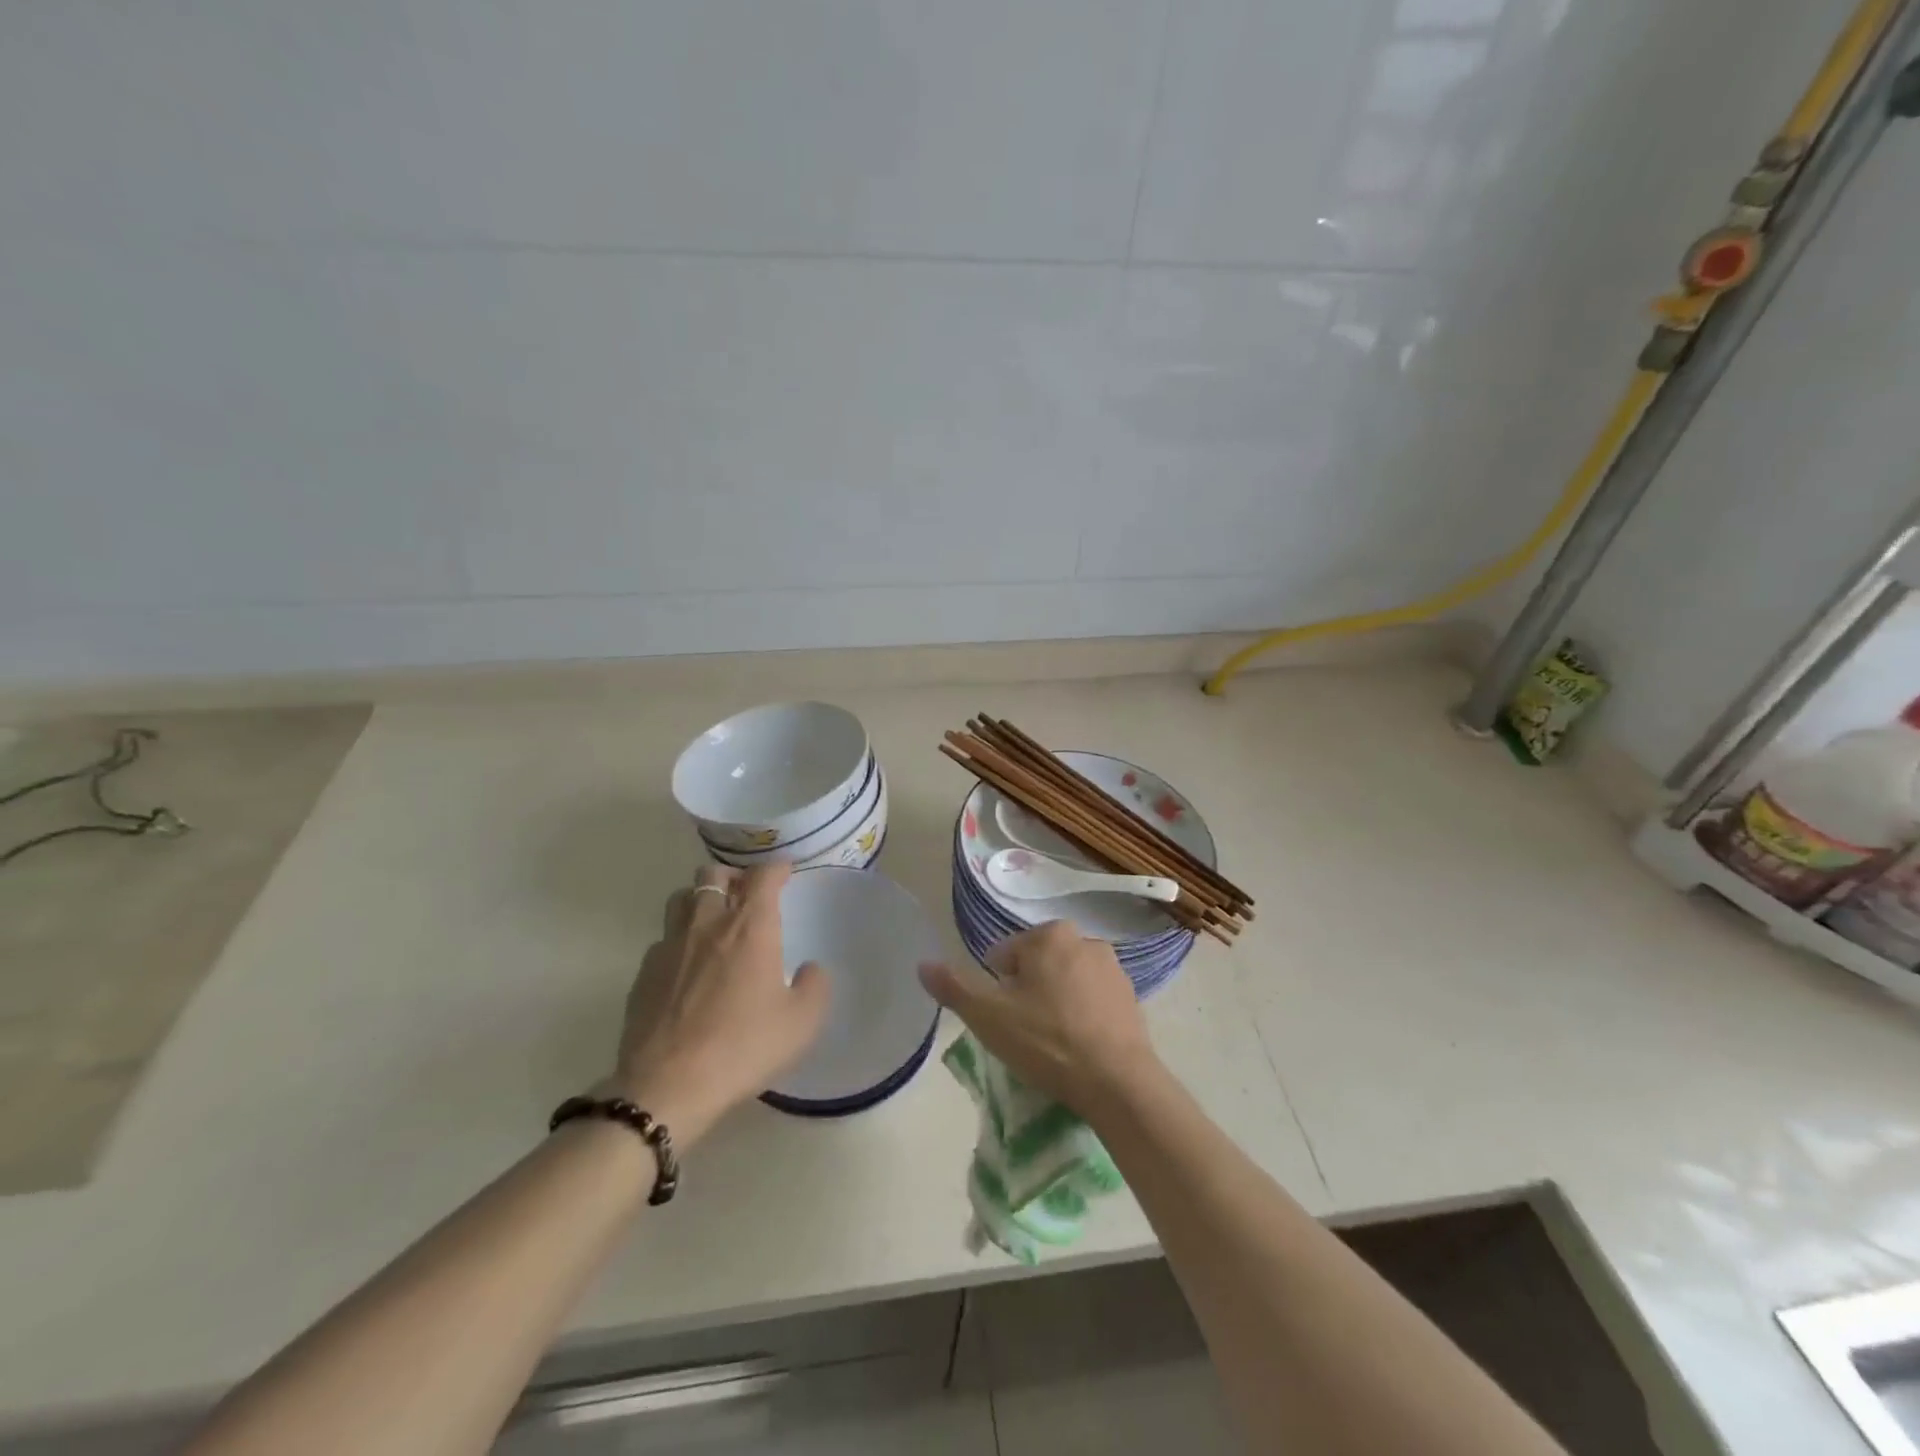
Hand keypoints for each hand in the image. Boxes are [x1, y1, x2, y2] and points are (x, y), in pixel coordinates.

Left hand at [609, 863, 827, 1146]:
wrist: (668, 1087)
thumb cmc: (743, 1047)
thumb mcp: (801, 1023)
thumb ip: (815, 986)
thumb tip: (810, 970)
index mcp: (749, 927)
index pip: (762, 876)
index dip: (776, 868)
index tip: (785, 873)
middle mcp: (707, 924)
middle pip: (713, 874)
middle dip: (733, 877)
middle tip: (747, 895)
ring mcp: (670, 946)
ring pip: (681, 899)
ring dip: (700, 899)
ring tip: (714, 919)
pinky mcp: (643, 973)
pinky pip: (663, 938)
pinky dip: (679, 939)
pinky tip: (687, 966)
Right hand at [919, 920, 1157, 1116]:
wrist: (1117, 1081)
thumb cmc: (1047, 1040)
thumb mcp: (988, 1016)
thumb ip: (954, 987)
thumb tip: (922, 964)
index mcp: (1049, 935)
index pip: (1004, 955)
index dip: (996, 988)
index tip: (1004, 1019)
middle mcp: (1084, 939)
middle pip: (1037, 965)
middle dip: (1027, 992)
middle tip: (1025, 1032)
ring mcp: (1113, 969)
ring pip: (1066, 981)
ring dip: (1055, 1002)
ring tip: (1052, 1043)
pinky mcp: (1131, 998)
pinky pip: (1092, 1000)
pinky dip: (1082, 1016)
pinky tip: (1079, 1046)